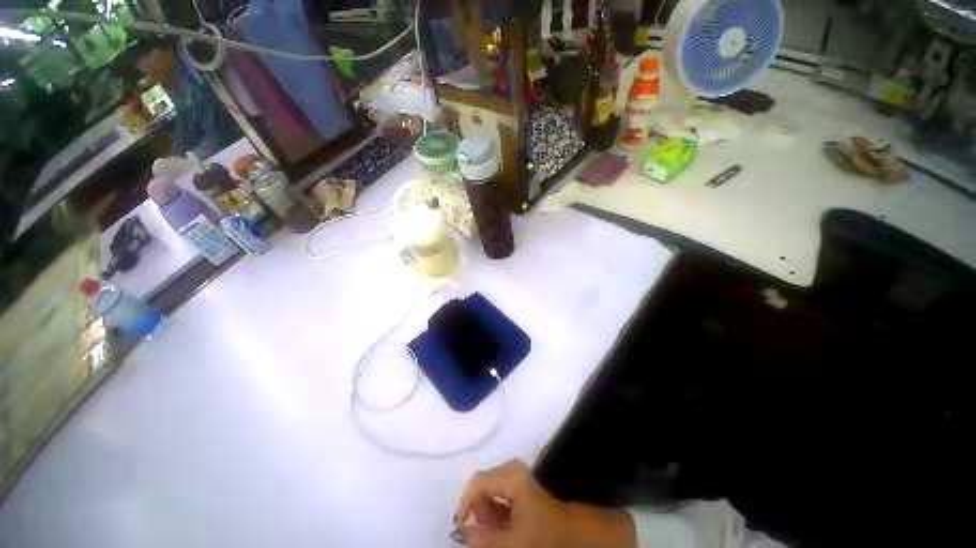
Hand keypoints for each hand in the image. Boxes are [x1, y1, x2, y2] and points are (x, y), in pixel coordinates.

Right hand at [454, 459, 568, 547]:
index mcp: (510, 476)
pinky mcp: (515, 478)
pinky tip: (504, 521)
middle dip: (480, 510)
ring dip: (487, 511)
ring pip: (487, 488)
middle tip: (487, 532)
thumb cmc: (542, 534)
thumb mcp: (512, 541)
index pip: (478, 483)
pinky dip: (495, 508)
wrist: (567, 529)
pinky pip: (495, 490)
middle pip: (482, 484)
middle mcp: (510, 467)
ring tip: (500, 529)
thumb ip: (484, 538)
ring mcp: (513, 471)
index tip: (460, 526)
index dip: (465, 503)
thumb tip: (459, 533)